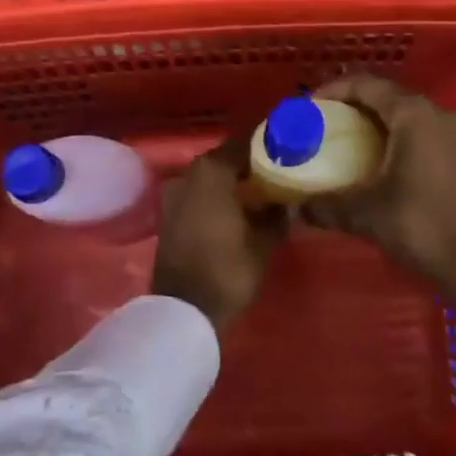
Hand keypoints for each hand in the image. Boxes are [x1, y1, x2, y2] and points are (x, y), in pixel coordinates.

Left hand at [153, 136, 288, 331]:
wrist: (184, 310)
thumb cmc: (228, 269)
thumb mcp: (264, 242)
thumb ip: (277, 215)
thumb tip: (287, 202)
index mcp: (212, 170)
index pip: (244, 144)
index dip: (266, 147)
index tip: (286, 150)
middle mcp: (189, 173)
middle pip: (225, 159)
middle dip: (249, 165)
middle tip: (277, 172)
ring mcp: (174, 193)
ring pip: (211, 178)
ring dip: (232, 182)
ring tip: (260, 192)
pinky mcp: (168, 214)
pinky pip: (198, 194)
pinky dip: (217, 196)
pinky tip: (238, 209)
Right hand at [302, 75, 455, 341]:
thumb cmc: (421, 226)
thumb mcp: (366, 213)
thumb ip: (326, 205)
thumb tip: (294, 208)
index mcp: (414, 114)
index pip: (367, 84)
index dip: (334, 90)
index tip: (309, 107)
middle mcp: (437, 114)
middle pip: (387, 95)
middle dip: (353, 105)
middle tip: (324, 123)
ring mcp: (455, 135)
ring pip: (406, 115)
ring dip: (375, 122)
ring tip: (345, 140)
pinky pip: (421, 132)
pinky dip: (395, 138)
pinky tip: (377, 162)